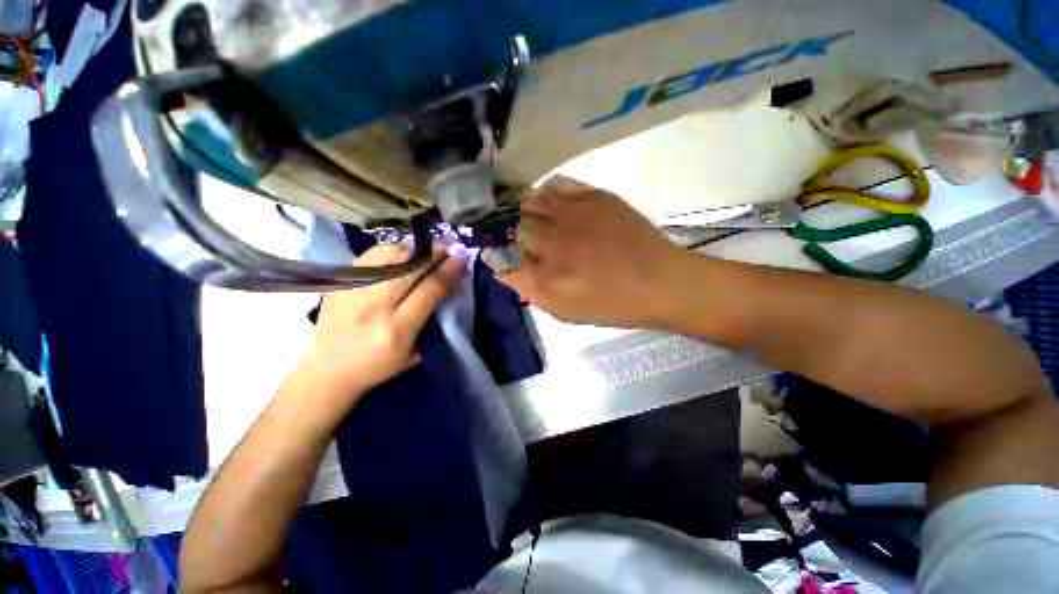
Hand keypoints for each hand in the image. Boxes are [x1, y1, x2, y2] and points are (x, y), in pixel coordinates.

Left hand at [293, 245, 466, 414]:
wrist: (328, 370)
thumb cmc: (378, 366)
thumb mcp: (414, 354)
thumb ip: (432, 321)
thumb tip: (448, 286)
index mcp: (398, 328)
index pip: (430, 289)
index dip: (449, 270)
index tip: (461, 259)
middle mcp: (375, 306)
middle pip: (410, 266)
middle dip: (433, 254)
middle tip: (445, 250)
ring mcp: (354, 291)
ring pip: (390, 255)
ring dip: (413, 250)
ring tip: (423, 253)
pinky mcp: (340, 283)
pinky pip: (370, 255)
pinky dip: (390, 250)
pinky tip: (399, 255)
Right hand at [491, 177, 685, 327]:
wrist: (660, 282)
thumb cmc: (610, 304)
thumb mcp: (564, 310)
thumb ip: (527, 288)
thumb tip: (500, 264)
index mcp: (545, 274)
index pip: (500, 254)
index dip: (492, 249)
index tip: (494, 250)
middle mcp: (553, 240)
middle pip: (510, 223)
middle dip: (502, 227)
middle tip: (508, 233)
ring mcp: (574, 213)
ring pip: (530, 200)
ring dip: (521, 208)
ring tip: (525, 216)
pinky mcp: (595, 196)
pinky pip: (558, 184)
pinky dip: (545, 191)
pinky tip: (548, 201)